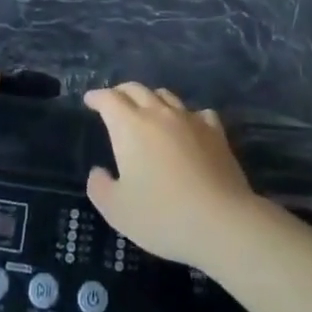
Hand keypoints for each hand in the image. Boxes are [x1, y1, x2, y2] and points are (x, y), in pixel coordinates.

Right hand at [84, 84, 261, 267]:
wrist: (221, 222)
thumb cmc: (161, 215)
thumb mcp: (116, 210)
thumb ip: (99, 187)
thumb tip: (98, 172)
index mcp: (129, 126)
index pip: (109, 99)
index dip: (97, 97)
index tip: (90, 100)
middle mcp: (158, 114)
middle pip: (136, 89)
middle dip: (121, 92)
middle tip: (114, 102)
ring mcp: (190, 120)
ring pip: (166, 96)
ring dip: (152, 99)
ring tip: (148, 111)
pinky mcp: (216, 132)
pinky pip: (197, 112)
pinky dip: (186, 115)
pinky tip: (188, 127)